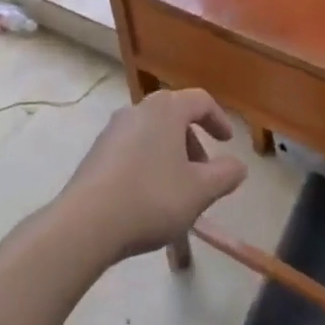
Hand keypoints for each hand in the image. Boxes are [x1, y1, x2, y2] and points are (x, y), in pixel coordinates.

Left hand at [61, 89, 246, 260]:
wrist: (86, 223)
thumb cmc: (151, 198)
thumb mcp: (200, 191)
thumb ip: (225, 175)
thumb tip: (238, 166)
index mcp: (166, 110)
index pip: (200, 101)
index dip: (218, 119)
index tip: (227, 142)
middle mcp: (138, 110)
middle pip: (174, 115)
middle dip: (193, 141)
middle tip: (204, 171)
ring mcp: (113, 130)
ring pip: (152, 133)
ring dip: (171, 153)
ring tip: (178, 189)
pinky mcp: (96, 152)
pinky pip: (132, 148)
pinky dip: (148, 162)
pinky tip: (149, 195)